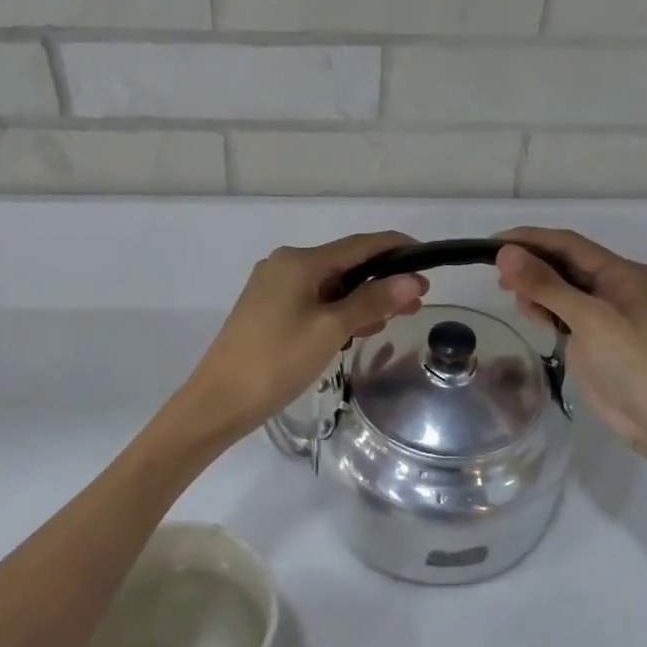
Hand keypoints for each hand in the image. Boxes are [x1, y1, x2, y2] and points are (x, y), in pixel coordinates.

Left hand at [180, 231, 427, 439]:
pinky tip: (354, 332)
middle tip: (417, 303)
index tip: (428, 261)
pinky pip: (313, 301)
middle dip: (382, 281)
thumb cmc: (277, 361)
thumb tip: (411, 279)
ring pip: (330, 285)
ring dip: (362, 299)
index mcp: (299, 261)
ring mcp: (273, 287)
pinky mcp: (267, 310)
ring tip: (391, 321)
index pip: (360, 244)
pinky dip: (338, 311)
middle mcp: (285, 264)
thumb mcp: (330, 330)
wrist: (218, 402)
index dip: (396, 249)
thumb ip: (372, 302)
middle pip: (345, 265)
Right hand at [494, 227, 646, 462]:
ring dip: (536, 289)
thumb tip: (505, 253)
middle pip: (564, 263)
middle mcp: (615, 286)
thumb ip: (546, 284)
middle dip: (531, 265)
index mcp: (623, 272)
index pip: (569, 244)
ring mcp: (605, 312)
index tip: (492, 243)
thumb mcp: (588, 318)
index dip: (530, 239)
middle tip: (497, 277)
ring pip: (561, 287)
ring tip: (517, 301)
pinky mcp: (594, 336)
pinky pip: (563, 311)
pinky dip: (544, 309)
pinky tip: (532, 316)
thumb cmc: (631, 361)